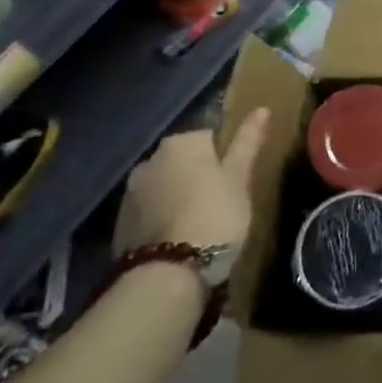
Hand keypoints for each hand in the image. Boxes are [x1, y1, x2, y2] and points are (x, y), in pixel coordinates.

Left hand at [114, 108, 269, 254]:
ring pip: (164, 186)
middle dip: (197, 175)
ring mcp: (131, 192)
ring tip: (198, 223)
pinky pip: (149, 211)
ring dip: (177, 196)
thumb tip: (262, 108)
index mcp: (182, 142)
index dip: (224, 159)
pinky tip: (177, 238)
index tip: (234, 181)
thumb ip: (247, 142)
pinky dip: (162, 218)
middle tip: (220, 201)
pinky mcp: (120, 224)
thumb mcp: (239, 178)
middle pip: (182, 161)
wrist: (168, 273)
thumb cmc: (215, 216)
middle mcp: (151, 159)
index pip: (208, 137)